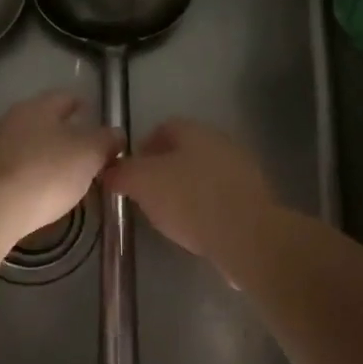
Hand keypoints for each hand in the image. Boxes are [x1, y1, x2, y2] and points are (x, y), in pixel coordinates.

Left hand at [0, 91, 123, 242]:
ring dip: (40, 153)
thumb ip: (106, 141)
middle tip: (80, 148)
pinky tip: (33, 191)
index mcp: (37, 107)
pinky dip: (23, 174)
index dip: (80, 104)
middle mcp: (9, 119)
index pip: (64, 97)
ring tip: (59, 173)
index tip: (91, 112)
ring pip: (22, 143)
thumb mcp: (89, 155)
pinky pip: (8, 168)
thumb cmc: (45, 173)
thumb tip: (115, 134)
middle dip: (60, 131)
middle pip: (41, 120)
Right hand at [103, 118, 274, 263]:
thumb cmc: (190, 199)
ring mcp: (242, 170)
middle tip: (146, 195)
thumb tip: (108, 171)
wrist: (247, 235)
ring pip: (204, 174)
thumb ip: (122, 173)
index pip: (163, 128)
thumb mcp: (142, 183)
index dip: (142, 148)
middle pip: (185, 151)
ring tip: (169, 216)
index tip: (129, 173)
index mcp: (194, 130)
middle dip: (164, 170)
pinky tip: (196, 229)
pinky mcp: (254, 199)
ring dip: (186, 190)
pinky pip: (221, 197)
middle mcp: (221, 142)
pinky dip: (206, 208)